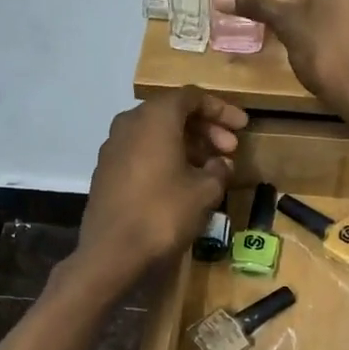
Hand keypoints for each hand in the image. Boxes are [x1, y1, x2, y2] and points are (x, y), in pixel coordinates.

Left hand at [74, 88, 247, 288]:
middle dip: (205, 128)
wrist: (112, 252)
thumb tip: (221, 164)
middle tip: (230, 149)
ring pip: (156, 134)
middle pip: (172, 113)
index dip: (221, 109)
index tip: (242, 126)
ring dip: (186, 145)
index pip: (191, 97)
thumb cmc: (163, 214)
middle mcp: (129, 123)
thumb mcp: (204, 192)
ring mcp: (113, 147)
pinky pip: (141, 152)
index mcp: (154, 118)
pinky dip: (165, 158)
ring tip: (210, 169)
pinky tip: (181, 182)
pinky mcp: (106, 171)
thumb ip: (218, 170)